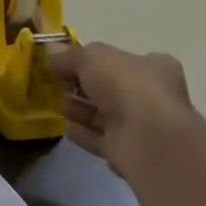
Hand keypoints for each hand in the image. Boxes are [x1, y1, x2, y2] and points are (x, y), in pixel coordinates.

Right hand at [43, 42, 192, 179]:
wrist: (147, 138)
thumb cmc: (126, 86)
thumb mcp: (92, 57)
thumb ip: (69, 56)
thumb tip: (51, 54)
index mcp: (154, 67)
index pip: (119, 60)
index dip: (90, 61)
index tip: (64, 65)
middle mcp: (151, 95)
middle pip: (109, 88)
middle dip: (82, 87)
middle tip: (60, 86)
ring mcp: (141, 125)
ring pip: (104, 114)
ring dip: (81, 110)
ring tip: (60, 107)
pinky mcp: (128, 151)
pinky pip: (100, 139)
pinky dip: (84, 134)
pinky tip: (67, 129)